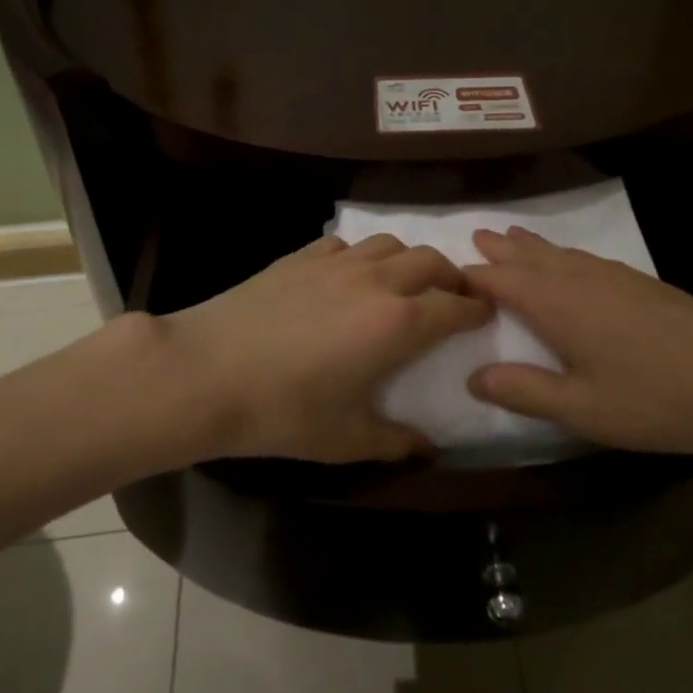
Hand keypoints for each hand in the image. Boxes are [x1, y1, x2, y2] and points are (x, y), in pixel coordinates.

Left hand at [154, 234, 490, 463]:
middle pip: (431, 261)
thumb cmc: (283, 412)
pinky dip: (363, 255)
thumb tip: (428, 448)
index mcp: (398, 324)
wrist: (206, 372)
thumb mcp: (345, 438)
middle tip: (453, 296)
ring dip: (410, 260)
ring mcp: (337, 262)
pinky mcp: (302, 255)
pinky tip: (350, 276)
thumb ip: (395, 442)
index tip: (485, 314)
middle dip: (452, 276)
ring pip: (391, 243)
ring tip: (405, 282)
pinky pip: (348, 244)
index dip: (476, 309)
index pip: (454, 306)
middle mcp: (377, 282)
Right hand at [463, 227, 692, 471]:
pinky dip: (563, 254)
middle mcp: (579, 278)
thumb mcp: (580, 408)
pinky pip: (586, 257)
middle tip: (476, 236)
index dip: (472, 278)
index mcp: (555, 303)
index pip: (500, 281)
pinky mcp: (643, 282)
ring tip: (512, 237)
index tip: (447, 275)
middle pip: (530, 257)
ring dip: (532, 246)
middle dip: (501, 250)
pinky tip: (572, 262)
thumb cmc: (653, 399)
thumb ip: (523, 391)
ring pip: (560, 253)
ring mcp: (615, 275)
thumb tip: (473, 378)